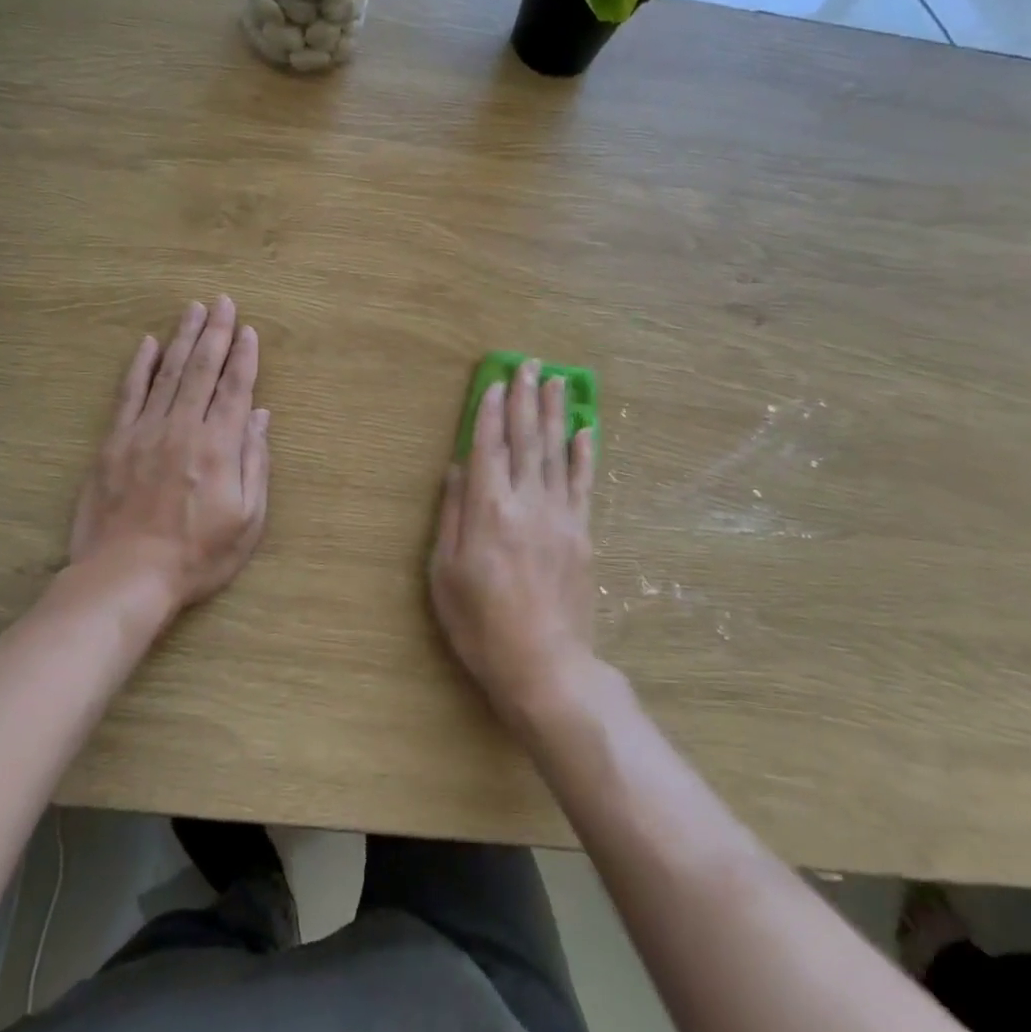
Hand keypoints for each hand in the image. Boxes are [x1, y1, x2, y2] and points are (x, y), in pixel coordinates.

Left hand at [69, 297, 270, 617]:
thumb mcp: (246, 520)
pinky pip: (129, 394)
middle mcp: (183, 428)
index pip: (236, 389)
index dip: (244, 357)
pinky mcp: (114, 442)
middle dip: (215, 332)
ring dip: (183, 338)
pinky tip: (148, 344)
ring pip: (168, 373)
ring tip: (193, 309)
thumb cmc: (196, 556)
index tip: (248, 329)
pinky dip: (139, 367)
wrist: (125, 577)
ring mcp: (144, 432)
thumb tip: (261, 417)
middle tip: (222, 301)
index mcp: (219, 446)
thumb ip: (255, 463)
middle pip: (202, 370)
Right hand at [429, 361, 597, 724]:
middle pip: (525, 439)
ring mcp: (560, 516)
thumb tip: (457, 469)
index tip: (494, 381)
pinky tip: (585, 430)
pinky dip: (583, 454)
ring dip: (555, 413)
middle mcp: (526, 502)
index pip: (488, 446)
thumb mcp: (445, 574)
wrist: (545, 666)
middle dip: (525, 399)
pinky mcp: (582, 534)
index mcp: (488, 510)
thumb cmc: (481, 625)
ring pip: (556, 452)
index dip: (489, 411)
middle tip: (528, 365)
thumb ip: (451, 515)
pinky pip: (583, 484)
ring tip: (557, 380)